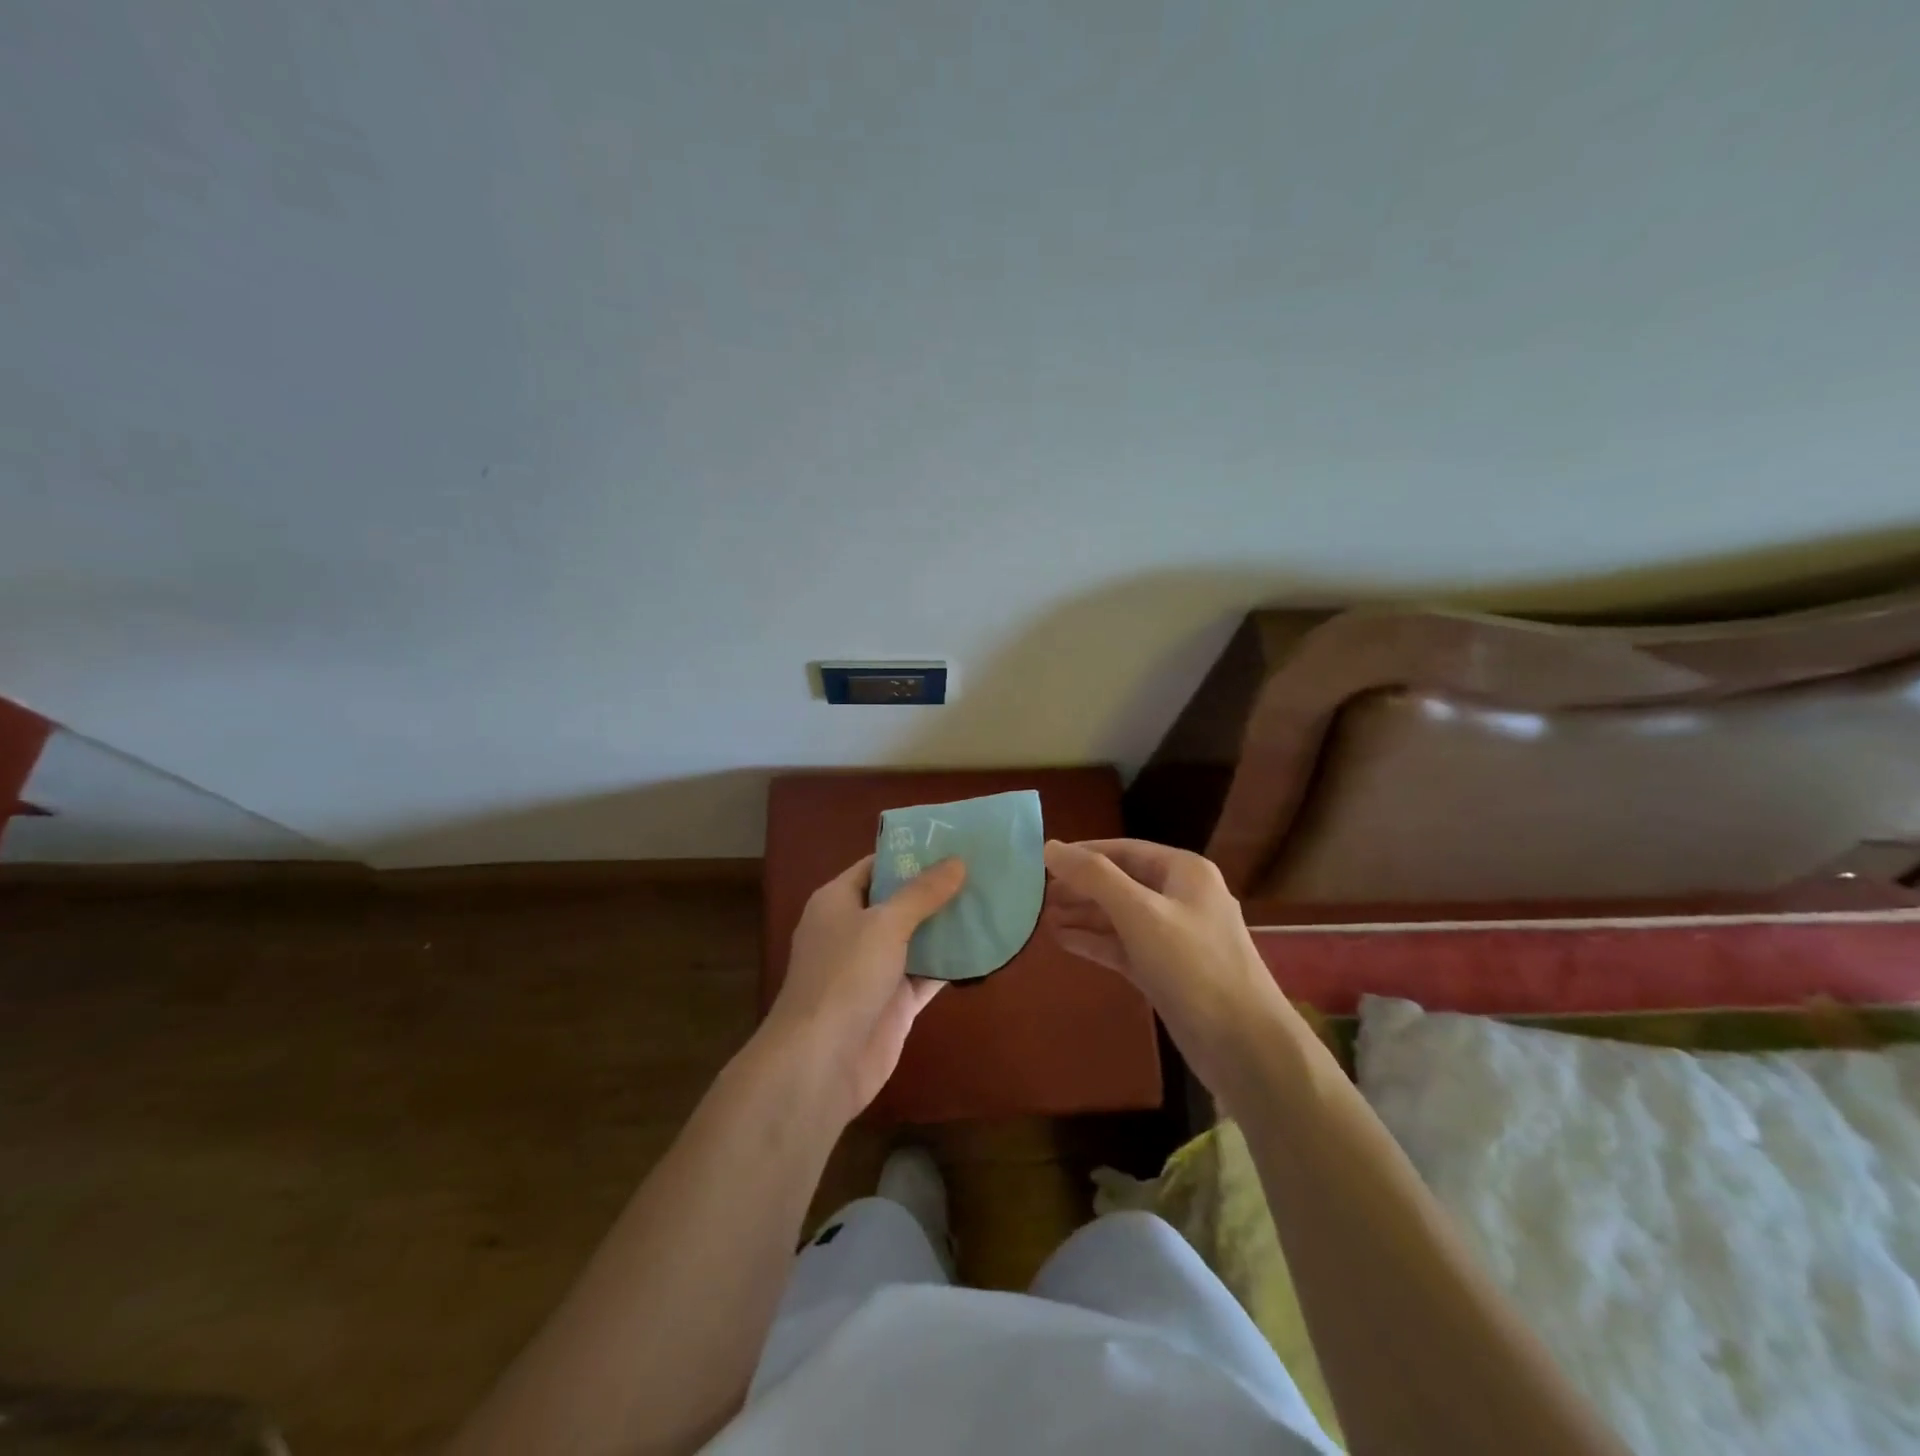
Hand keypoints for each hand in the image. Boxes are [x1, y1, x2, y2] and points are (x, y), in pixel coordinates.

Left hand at [765, 854, 966, 1118]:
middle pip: (899, 901)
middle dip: (936, 888)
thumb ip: (922, 893)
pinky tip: (986, 946)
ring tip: (991, 900)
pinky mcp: (894, 1002)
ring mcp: (874, 968)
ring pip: (917, 938)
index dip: (910, 855)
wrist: (822, 1061)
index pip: (876, 867)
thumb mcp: (885, 923)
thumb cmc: (845, 976)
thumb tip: (957, 861)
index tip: (951, 842)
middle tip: (982, 869)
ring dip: (948, 925)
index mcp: (837, 902)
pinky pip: (927, 974)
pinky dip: (951, 963)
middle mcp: (854, 931)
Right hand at [1042, 838, 1287, 1093]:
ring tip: (1042, 916)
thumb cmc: (1193, 966)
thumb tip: (1050, 846)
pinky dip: (1095, 941)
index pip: (1123, 849)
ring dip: (1083, 914)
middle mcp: (1180, 897)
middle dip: (1080, 886)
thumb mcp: (1140, 913)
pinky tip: (1063, 940)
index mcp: (1184, 872)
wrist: (1244, 1046)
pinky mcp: (1166, 971)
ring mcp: (1174, 936)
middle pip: (1120, 881)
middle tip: (1036, 894)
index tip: (1041, 861)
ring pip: (1119, 916)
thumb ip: (1094, 877)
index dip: (1082, 853)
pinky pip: (1124, 946)